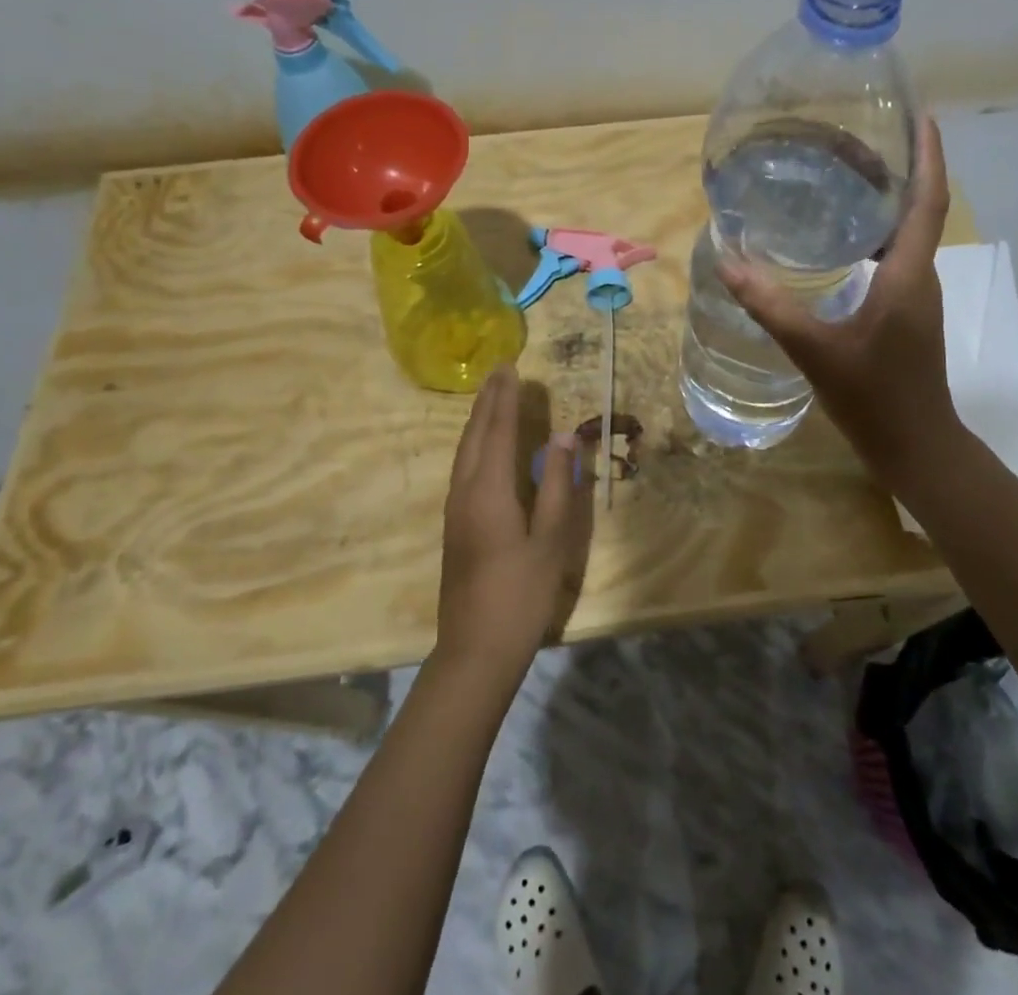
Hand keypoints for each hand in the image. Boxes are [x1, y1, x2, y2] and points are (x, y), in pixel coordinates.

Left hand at [434, 365, 592, 681]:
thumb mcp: (551, 540)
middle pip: (474, 435)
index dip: (505, 398)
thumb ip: (556, 484)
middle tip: (500, 371)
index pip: (497, 431)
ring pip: (464, 451)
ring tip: (492, 397)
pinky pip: (463, 467)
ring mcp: (455, 509)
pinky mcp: (455, 525)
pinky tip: (483, 446)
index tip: (511, 367)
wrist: (475, 650)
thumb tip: (563, 436)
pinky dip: (475, 443)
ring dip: (478, 420)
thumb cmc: (521, 594)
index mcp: (489, 491)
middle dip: (488, 401)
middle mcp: (465, 491)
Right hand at [717, 114, 960, 496]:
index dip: (928, 155)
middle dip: (896, 166)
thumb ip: (772, 307)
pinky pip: (895, 255)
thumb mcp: (816, 350)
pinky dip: (873, 232)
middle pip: (917, 206)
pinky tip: (838, 237)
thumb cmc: (874, 398)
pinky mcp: (905, 310)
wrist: (916, 446)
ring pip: (905, 231)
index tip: (921, 115)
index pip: (928, 201)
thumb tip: (729, 263)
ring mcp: (915, 295)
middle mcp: (920, 276)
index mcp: (908, 275)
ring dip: (884, 198)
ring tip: (843, 174)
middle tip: (853, 137)